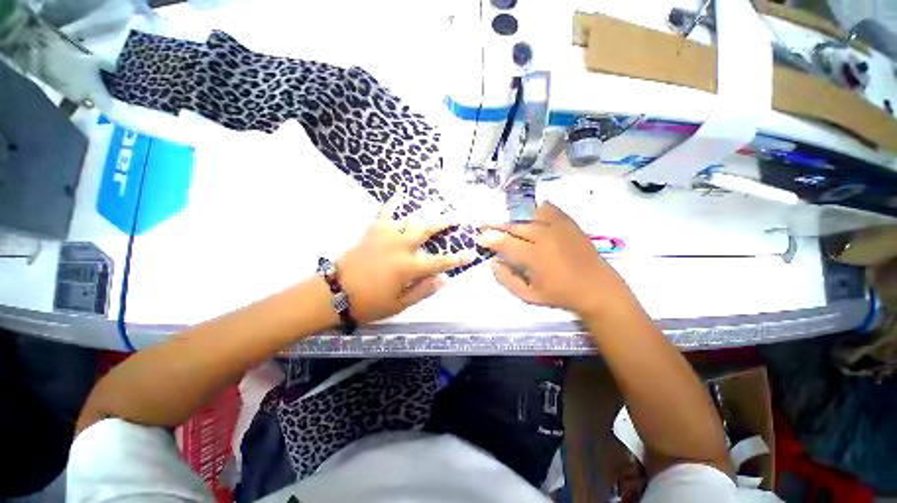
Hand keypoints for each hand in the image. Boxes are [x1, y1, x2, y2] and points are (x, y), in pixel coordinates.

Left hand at [337, 195, 476, 324]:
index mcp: (408, 267)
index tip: (471, 254)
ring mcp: (386, 236)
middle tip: (457, 217)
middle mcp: (400, 247)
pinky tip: (400, 193)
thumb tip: (444, 280)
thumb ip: (423, 290)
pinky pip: (385, 213)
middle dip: (444, 222)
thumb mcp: (399, 304)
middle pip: (427, 229)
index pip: (439, 262)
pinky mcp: (373, 231)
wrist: (335, 293)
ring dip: (426, 211)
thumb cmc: (369, 302)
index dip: (457, 259)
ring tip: (437, 205)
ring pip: (410, 218)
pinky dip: (393, 202)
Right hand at [476, 201, 634, 319]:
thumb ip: (507, 280)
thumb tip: (493, 263)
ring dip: (515, 220)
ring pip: (529, 216)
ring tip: (508, 225)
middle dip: (497, 226)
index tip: (480, 238)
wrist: (597, 288)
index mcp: (533, 255)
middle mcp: (544, 236)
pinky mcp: (569, 224)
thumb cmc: (561, 295)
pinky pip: (549, 210)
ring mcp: (558, 227)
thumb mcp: (529, 296)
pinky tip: (533, 216)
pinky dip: (537, 211)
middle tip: (486, 226)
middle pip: (514, 226)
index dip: (489, 239)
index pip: (504, 242)